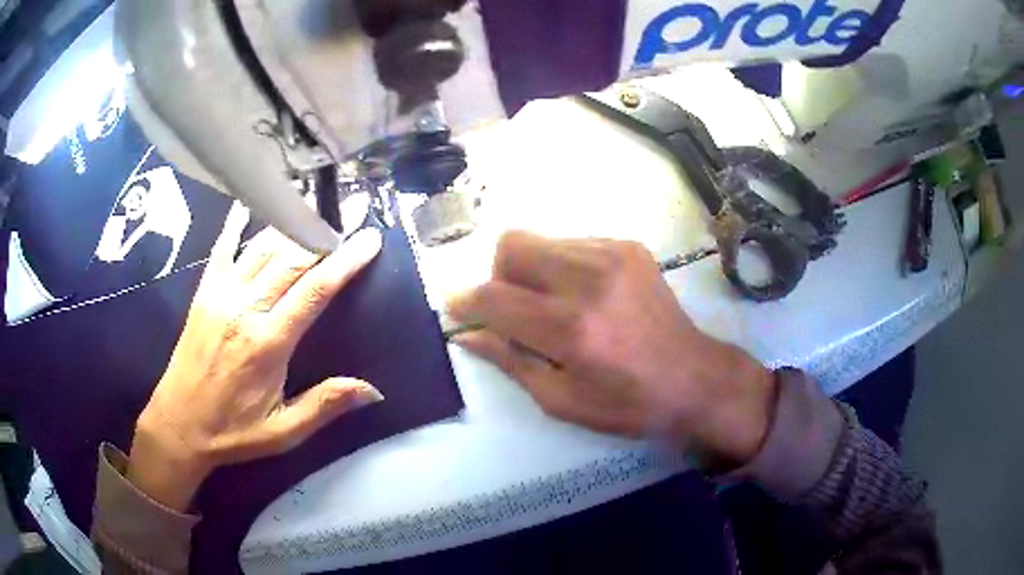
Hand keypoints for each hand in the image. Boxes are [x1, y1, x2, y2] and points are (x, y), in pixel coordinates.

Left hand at [128, 203, 384, 510]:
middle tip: (352, 214)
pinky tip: (250, 199)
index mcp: (268, 343)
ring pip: (262, 247)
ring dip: (291, 225)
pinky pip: (222, 247)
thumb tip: (373, 390)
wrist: (178, 425)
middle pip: (291, 258)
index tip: (371, 238)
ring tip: (316, 209)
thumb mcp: (284, 432)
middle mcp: (245, 308)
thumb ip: (325, 406)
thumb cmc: (233, 431)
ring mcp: (221, 294)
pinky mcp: (204, 292)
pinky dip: (237, 221)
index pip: (315, 290)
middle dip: (325, 234)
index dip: (346, 261)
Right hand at [448, 231, 776, 469]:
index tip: (456, 306)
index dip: (465, 301)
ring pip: (541, 240)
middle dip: (499, 275)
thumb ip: (509, 361)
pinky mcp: (629, 247)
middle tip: (514, 307)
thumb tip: (468, 334)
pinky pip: (573, 243)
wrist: (694, 378)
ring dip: (532, 270)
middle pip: (512, 244)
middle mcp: (589, 280)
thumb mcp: (561, 401)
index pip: (494, 296)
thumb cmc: (627, 403)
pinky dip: (563, 266)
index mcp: (570, 328)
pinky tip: (585, 295)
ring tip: (554, 303)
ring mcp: (612, 256)